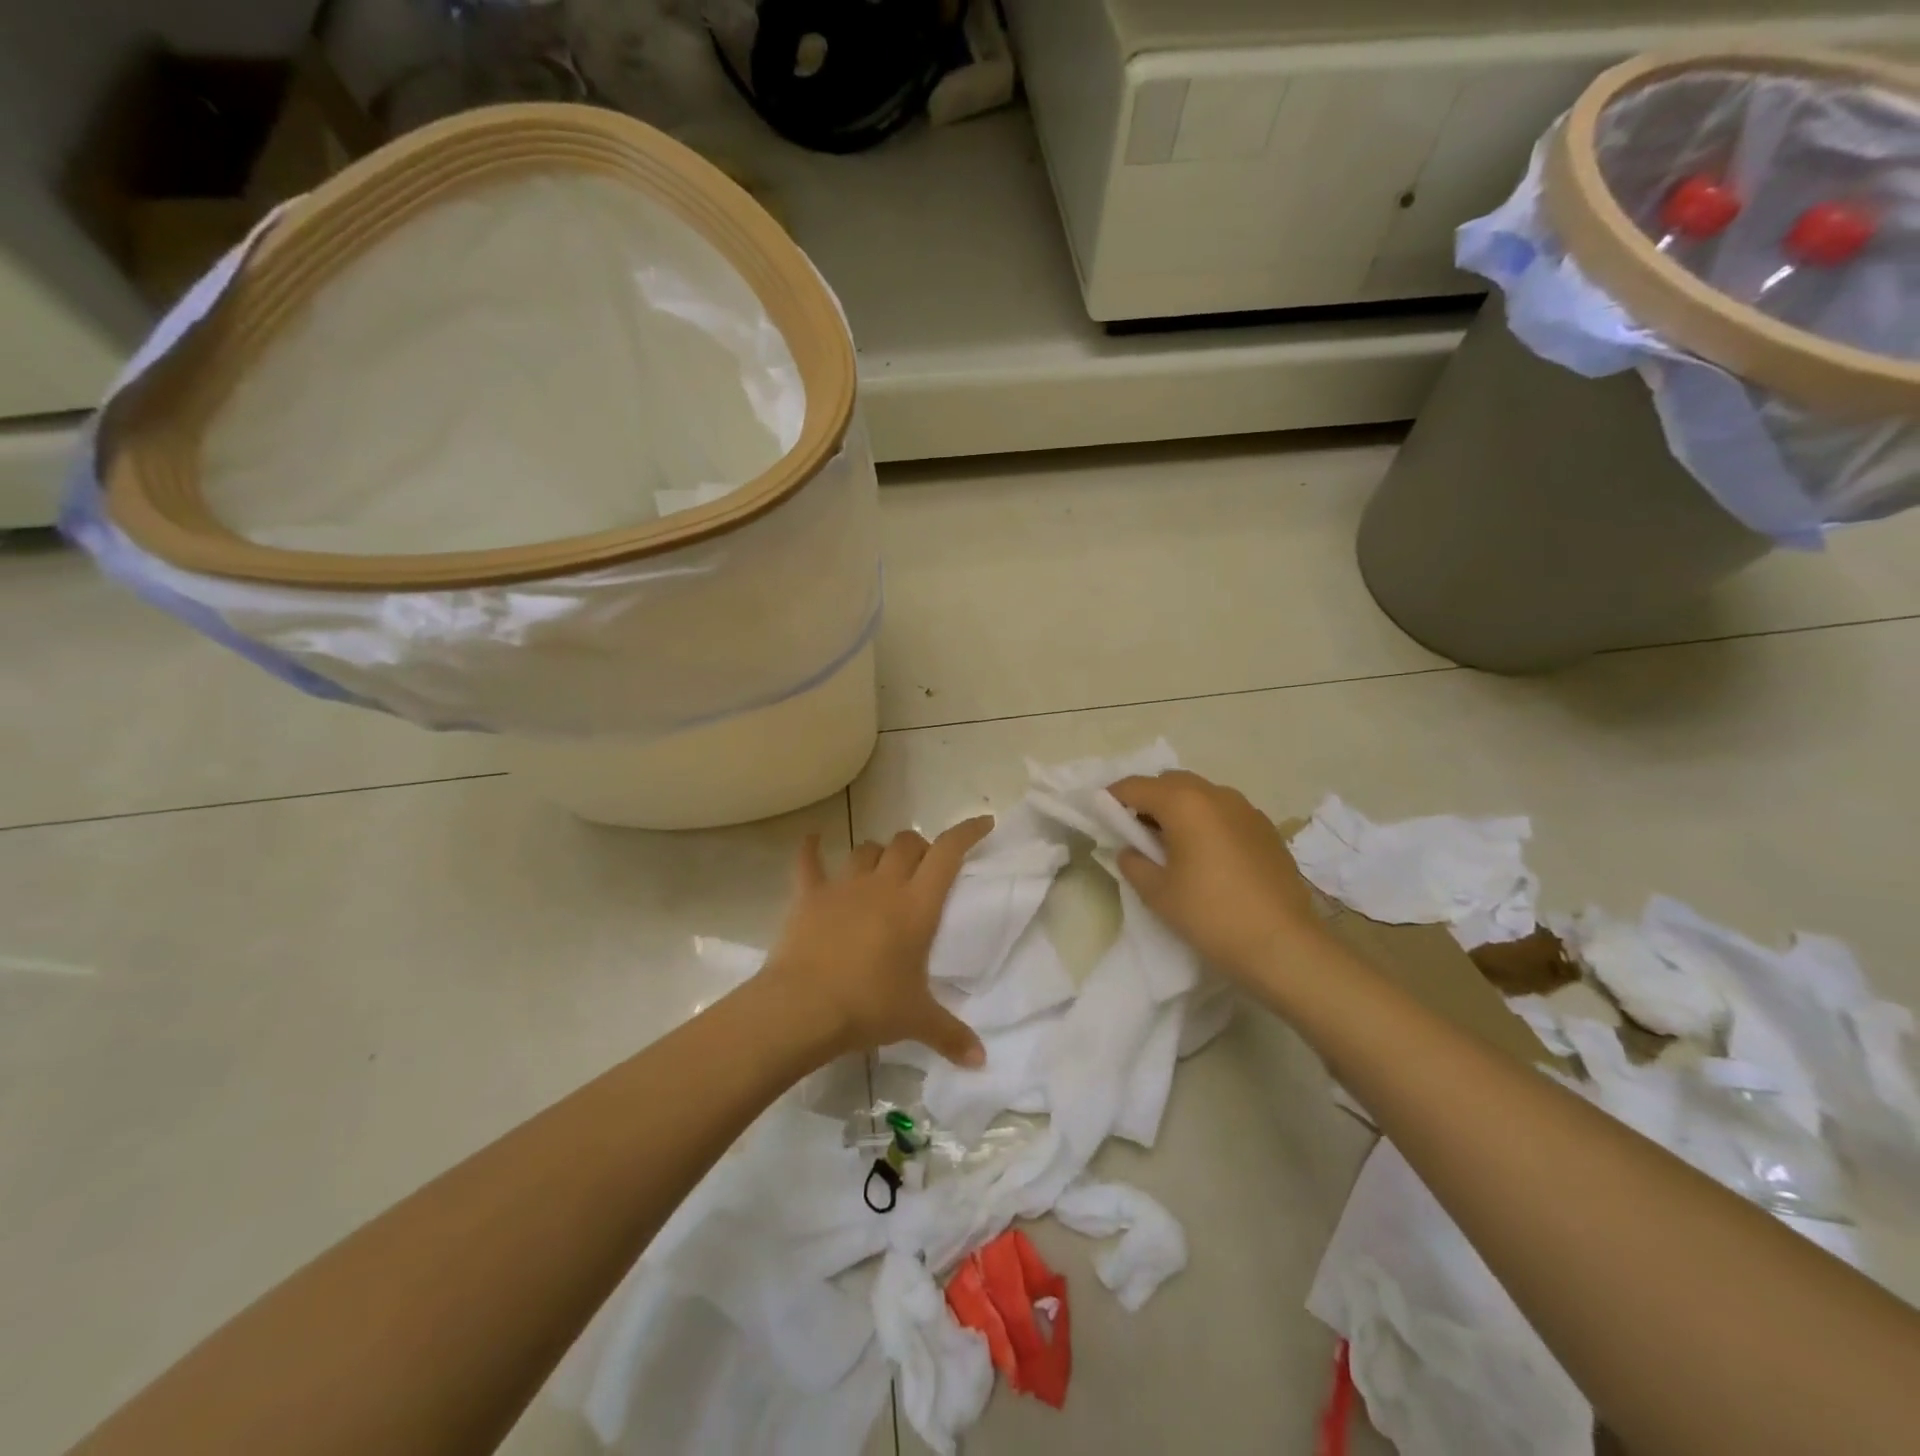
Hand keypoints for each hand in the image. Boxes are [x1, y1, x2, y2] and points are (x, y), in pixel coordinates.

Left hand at [762, 819, 993, 1066]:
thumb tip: (980, 1061)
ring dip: (878, 853)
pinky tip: (813, 840)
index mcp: (917, 905)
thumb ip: (951, 1035)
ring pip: (866, 850)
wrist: (804, 1007)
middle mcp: (883, 885)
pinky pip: (809, 862)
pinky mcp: (810, 896)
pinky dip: (811, 849)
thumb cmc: (869, 1006)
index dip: (967, 833)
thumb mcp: (916, 1021)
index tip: (983, 823)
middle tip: (924, 866)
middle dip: (920, 847)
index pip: (948, 853)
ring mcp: (844, 886)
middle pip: (906, 843)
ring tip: (882, 867)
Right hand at [1108, 770, 1323, 980]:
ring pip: (1201, 795)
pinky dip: (1206, 821)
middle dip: (1147, 799)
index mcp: (1184, 803)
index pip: (1136, 786)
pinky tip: (1206, 855)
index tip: (1099, 814)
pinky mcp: (1266, 830)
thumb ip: (1134, 862)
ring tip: (1170, 844)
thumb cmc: (1211, 915)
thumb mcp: (1157, 893)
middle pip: (1170, 783)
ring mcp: (1247, 810)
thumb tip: (1131, 849)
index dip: (1112, 797)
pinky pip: (1225, 813)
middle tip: (1133, 830)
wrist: (1284, 945)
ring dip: (1179, 809)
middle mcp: (1216, 795)